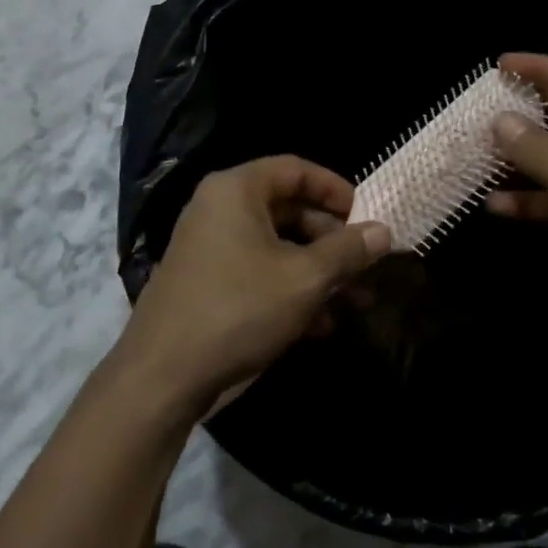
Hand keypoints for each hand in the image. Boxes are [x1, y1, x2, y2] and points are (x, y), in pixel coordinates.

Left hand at [120, 156, 390, 417]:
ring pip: (278, 247)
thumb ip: (348, 251)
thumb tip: (384, 231)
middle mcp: (220, 209)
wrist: (162, 377)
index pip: (295, 170)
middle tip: (367, 265)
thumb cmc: (238, 309)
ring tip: (358, 300)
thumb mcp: (304, 279)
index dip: (335, 189)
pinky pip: (259, 273)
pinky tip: (323, 325)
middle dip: (333, 241)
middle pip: (289, 210)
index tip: (366, 215)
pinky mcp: (208, 284)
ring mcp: (211, 248)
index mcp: (237, 190)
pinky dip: (292, 291)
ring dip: (319, 272)